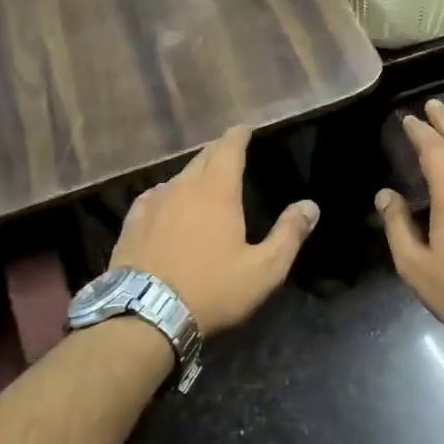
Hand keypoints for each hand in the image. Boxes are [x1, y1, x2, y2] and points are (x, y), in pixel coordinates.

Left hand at [110, 126, 318, 333]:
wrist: (145, 314)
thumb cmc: (212, 290)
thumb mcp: (263, 270)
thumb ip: (288, 234)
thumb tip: (310, 206)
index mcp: (217, 190)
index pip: (229, 147)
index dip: (238, 135)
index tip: (244, 129)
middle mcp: (183, 186)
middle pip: (202, 158)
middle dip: (218, 152)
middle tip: (229, 154)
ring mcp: (153, 202)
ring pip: (178, 178)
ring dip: (193, 176)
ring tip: (203, 184)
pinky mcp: (132, 221)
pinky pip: (155, 197)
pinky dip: (168, 196)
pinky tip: (168, 208)